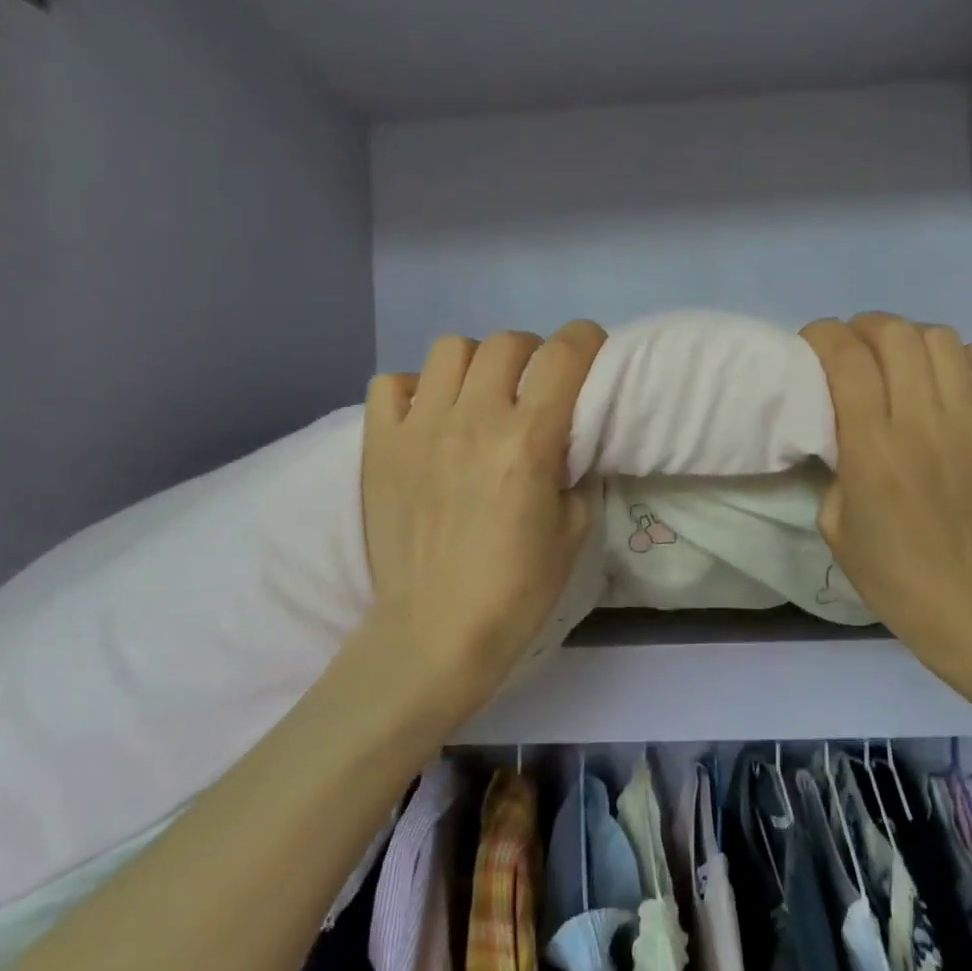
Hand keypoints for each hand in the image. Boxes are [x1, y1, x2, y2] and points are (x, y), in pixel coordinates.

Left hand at [360, 321, 607, 712]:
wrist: (436, 631)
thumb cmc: (517, 589)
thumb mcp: (575, 530)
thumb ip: (574, 471)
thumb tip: (562, 441)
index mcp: (528, 441)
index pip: (563, 355)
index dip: (585, 339)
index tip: (591, 348)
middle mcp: (474, 420)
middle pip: (507, 342)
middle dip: (533, 352)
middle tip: (535, 384)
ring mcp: (419, 428)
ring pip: (450, 349)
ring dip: (476, 363)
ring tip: (480, 396)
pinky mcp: (380, 445)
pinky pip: (392, 383)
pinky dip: (416, 389)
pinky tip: (429, 417)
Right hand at [802, 313, 971, 663]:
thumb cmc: (896, 577)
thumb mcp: (835, 527)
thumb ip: (834, 470)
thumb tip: (840, 434)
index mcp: (872, 448)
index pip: (846, 359)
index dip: (824, 334)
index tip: (814, 340)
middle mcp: (923, 423)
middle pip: (895, 335)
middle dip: (866, 326)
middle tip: (857, 346)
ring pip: (944, 342)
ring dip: (913, 338)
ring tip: (904, 358)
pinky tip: (961, 371)